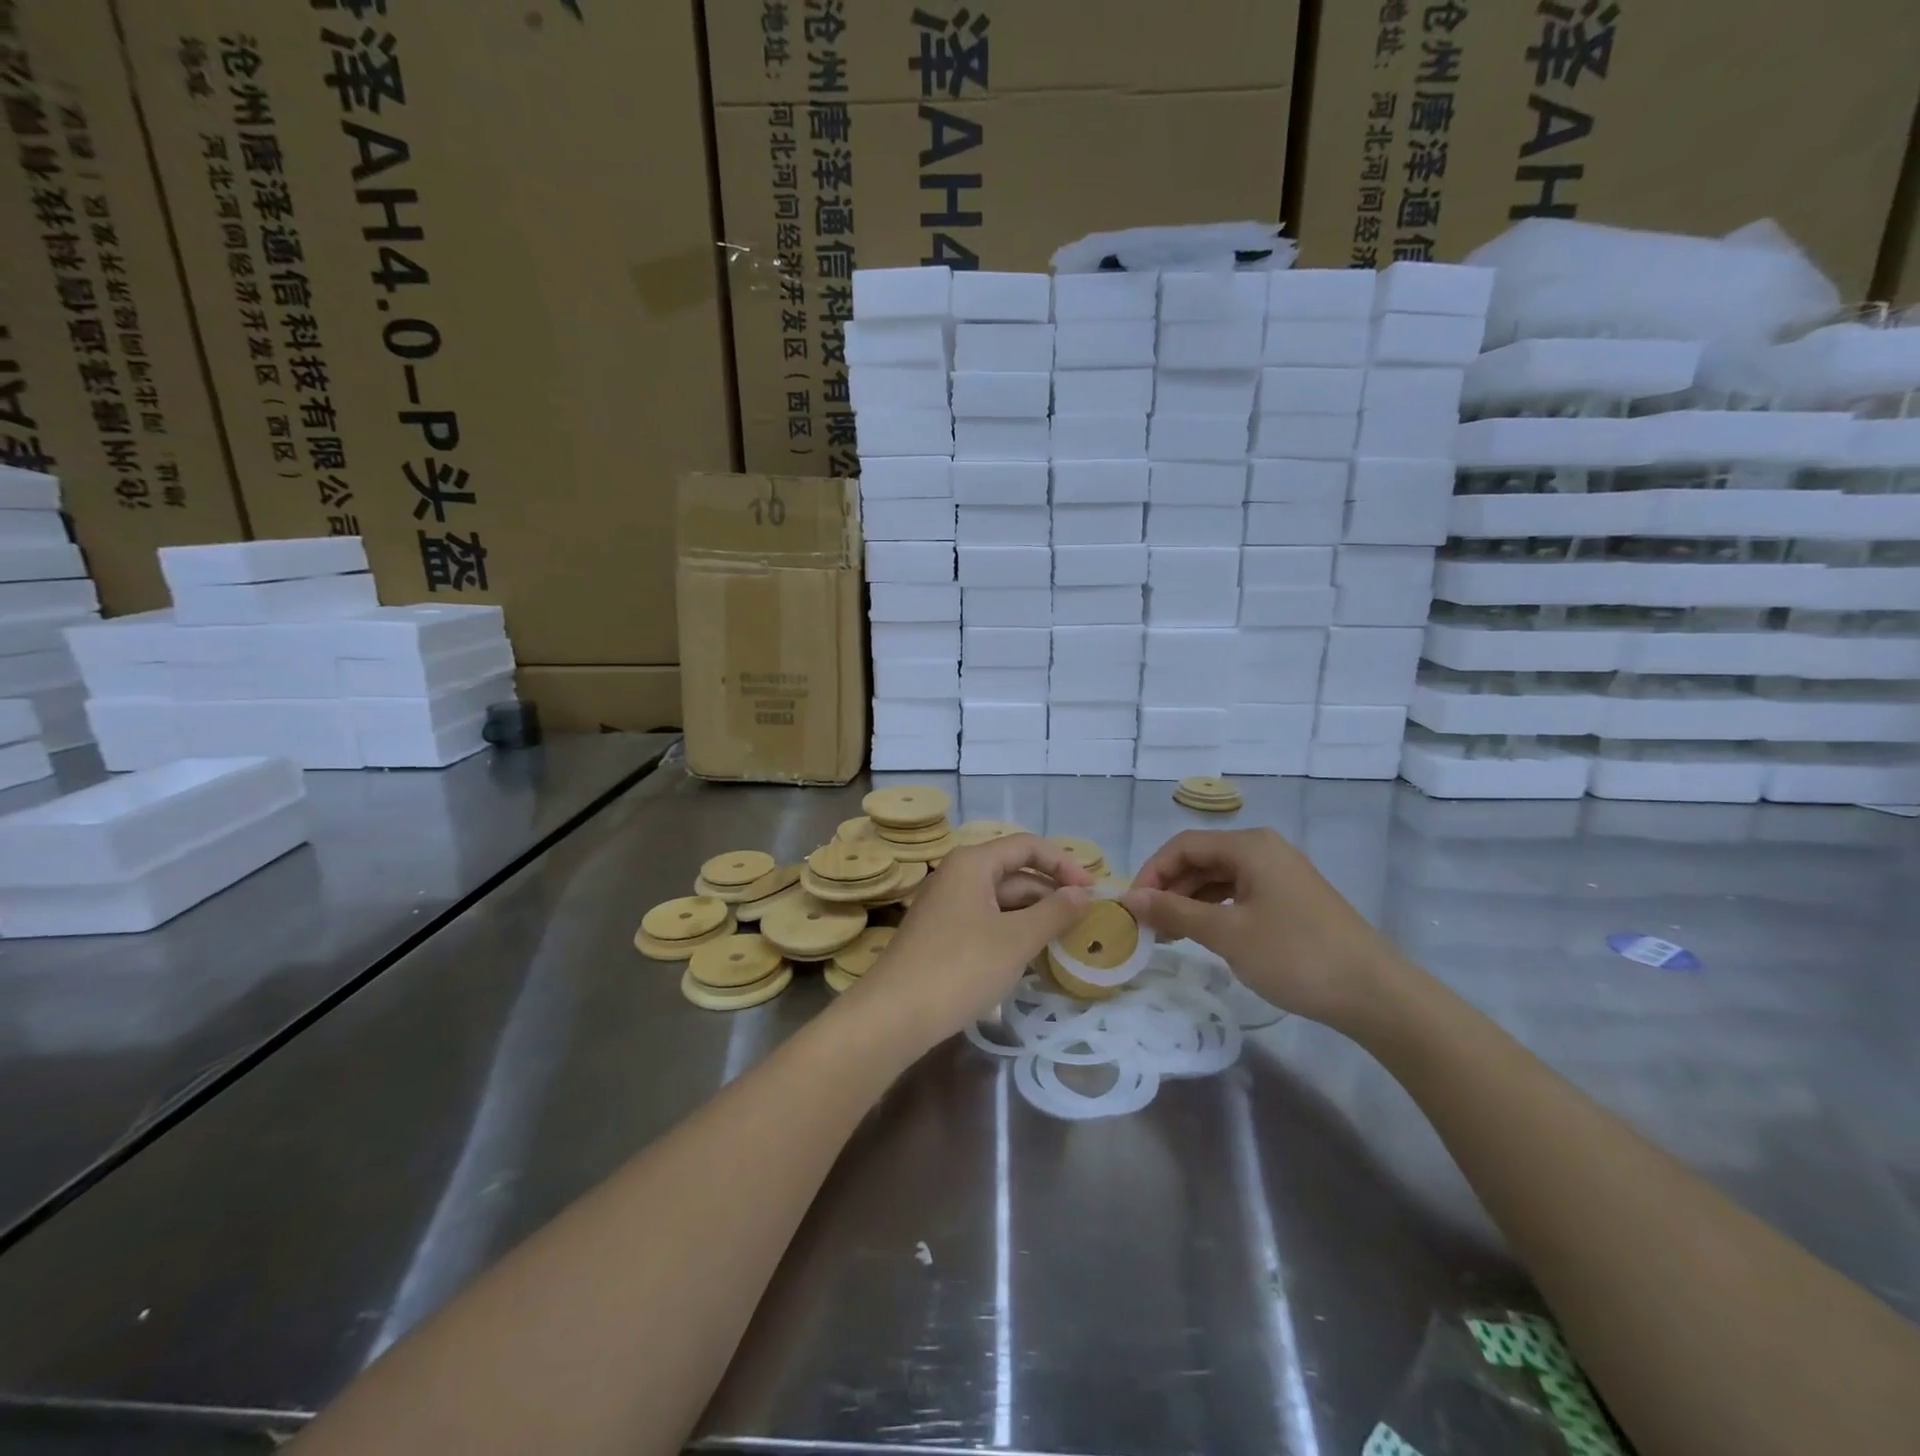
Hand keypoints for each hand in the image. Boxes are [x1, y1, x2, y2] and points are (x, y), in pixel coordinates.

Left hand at [845, 834, 1093, 1050]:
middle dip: (1051, 894)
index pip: (1028, 846)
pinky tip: (1031, 959)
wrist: (894, 1015)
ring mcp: (947, 906)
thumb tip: (1082, 895)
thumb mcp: (1016, 940)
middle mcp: (957, 876)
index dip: (1064, 863)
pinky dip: (1012, 933)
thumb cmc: (960, 967)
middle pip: (1015, 873)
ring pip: (1001, 901)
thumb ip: (1054, 913)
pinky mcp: (941, 935)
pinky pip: (986, 922)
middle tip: (1085, 924)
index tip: (1092, 893)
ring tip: (1065, 943)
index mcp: (973, 863)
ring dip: (1034, 917)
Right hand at [1121, 828, 1403, 1029]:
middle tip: (1146, 924)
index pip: (1183, 845)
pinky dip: (1214, 910)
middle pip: (1201, 859)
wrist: (1374, 994)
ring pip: (1219, 878)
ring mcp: (1280, 874)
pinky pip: (1239, 893)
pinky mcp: (1291, 898)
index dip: (1151, 872)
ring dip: (1189, 902)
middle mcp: (1264, 850)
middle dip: (1169, 888)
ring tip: (1168, 935)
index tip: (1132, 906)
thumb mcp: (1226, 934)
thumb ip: (1175, 912)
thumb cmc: (1294, 955)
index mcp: (1249, 846)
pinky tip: (1202, 934)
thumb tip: (1132, 898)